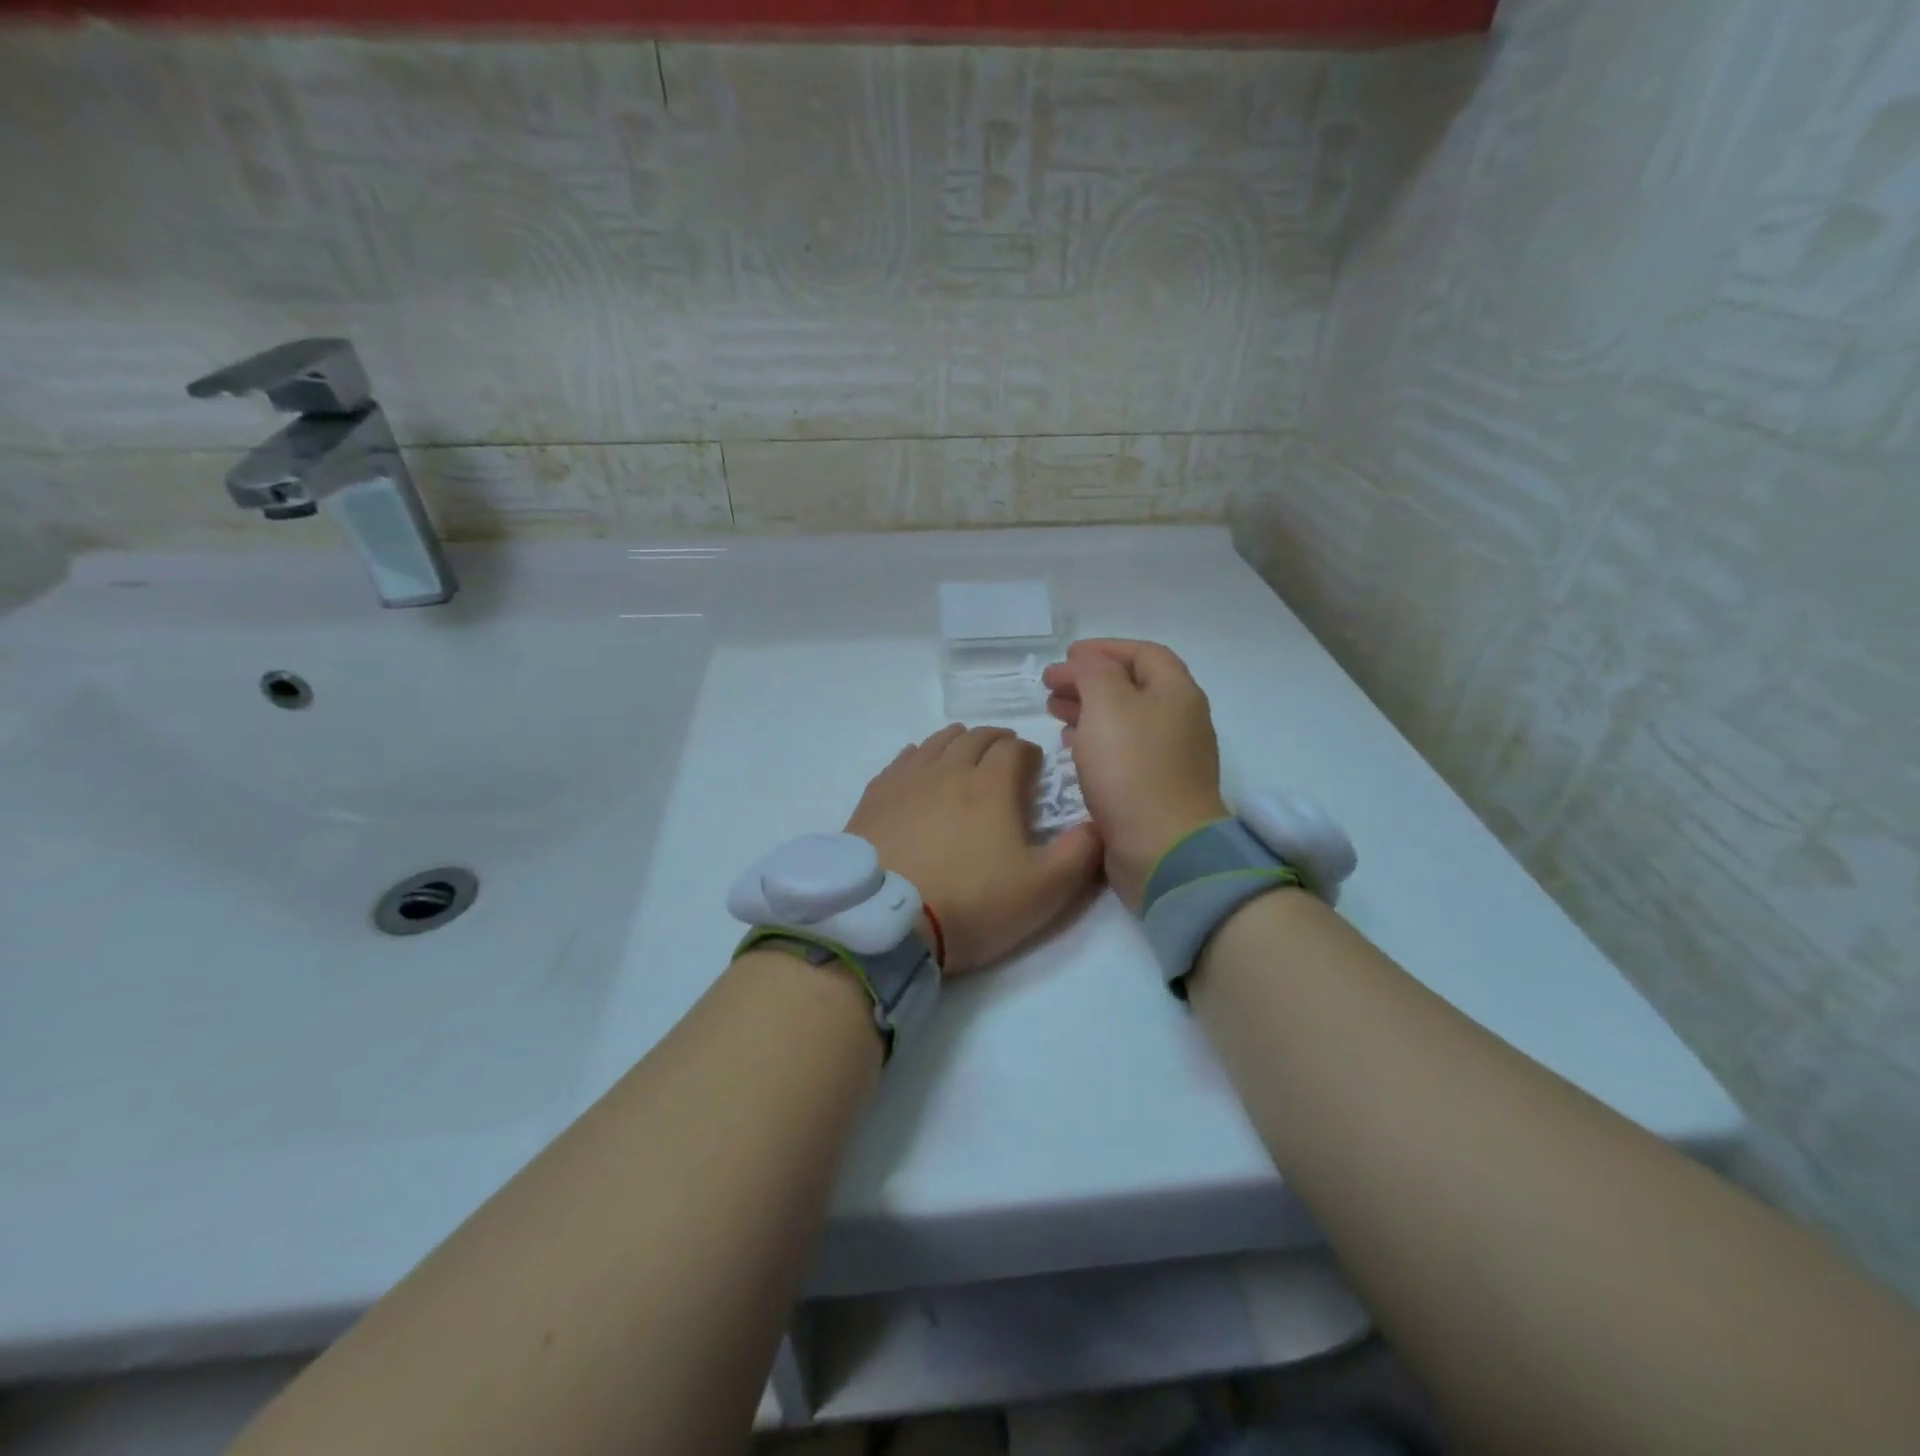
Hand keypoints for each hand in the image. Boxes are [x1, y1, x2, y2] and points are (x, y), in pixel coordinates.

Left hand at [845, 725, 1102, 974]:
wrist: (884, 921)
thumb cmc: (970, 904)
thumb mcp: (1043, 891)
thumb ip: (1080, 854)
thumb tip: (1098, 822)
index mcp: (992, 785)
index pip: (1015, 749)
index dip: (1030, 755)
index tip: (1034, 771)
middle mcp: (949, 769)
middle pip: (976, 738)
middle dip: (997, 742)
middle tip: (1005, 759)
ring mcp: (907, 779)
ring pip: (938, 742)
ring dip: (959, 742)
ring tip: (966, 754)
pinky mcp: (876, 795)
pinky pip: (903, 759)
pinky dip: (921, 755)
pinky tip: (920, 767)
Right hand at [1041, 640, 1228, 909]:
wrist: (1163, 849)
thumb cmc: (1133, 769)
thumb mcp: (1108, 705)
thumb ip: (1095, 673)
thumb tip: (1088, 662)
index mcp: (1177, 693)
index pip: (1143, 654)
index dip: (1105, 649)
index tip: (1067, 656)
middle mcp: (1179, 720)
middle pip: (1132, 687)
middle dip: (1090, 681)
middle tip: (1051, 686)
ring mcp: (1170, 757)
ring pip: (1125, 720)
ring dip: (1089, 710)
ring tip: (1054, 712)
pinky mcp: (1155, 788)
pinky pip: (1123, 751)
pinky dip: (1095, 741)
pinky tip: (1071, 746)